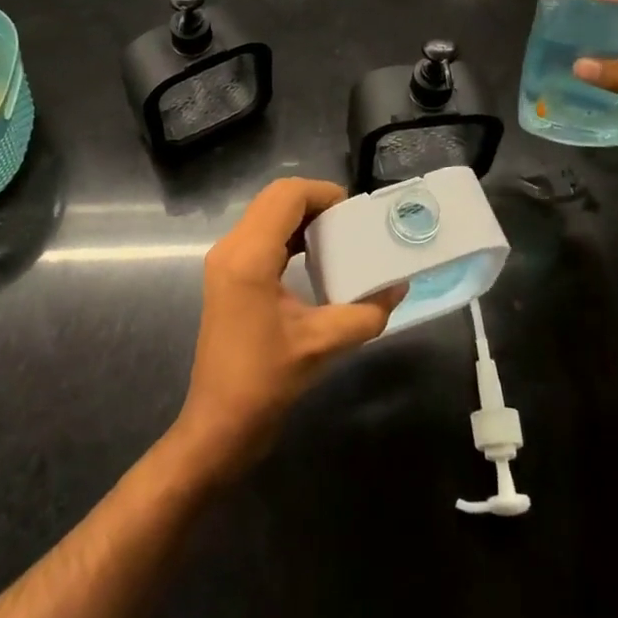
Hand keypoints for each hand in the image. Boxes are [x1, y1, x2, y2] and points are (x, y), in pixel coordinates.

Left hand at [166, 178, 404, 483]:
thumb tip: (398, 287)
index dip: (323, 193)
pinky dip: (287, 233)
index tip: (354, 213)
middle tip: (348, 223)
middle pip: (274, 197)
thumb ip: (366, 313)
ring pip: (265, 213)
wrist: (218, 425)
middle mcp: (231, 247)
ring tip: (336, 237)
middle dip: (314, 201)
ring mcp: (224, 260)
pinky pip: (259, 234)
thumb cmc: (265, 382)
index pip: (286, 195)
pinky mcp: (226, 274)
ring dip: (300, 216)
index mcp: (249, 256)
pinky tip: (312, 257)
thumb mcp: (322, 345)